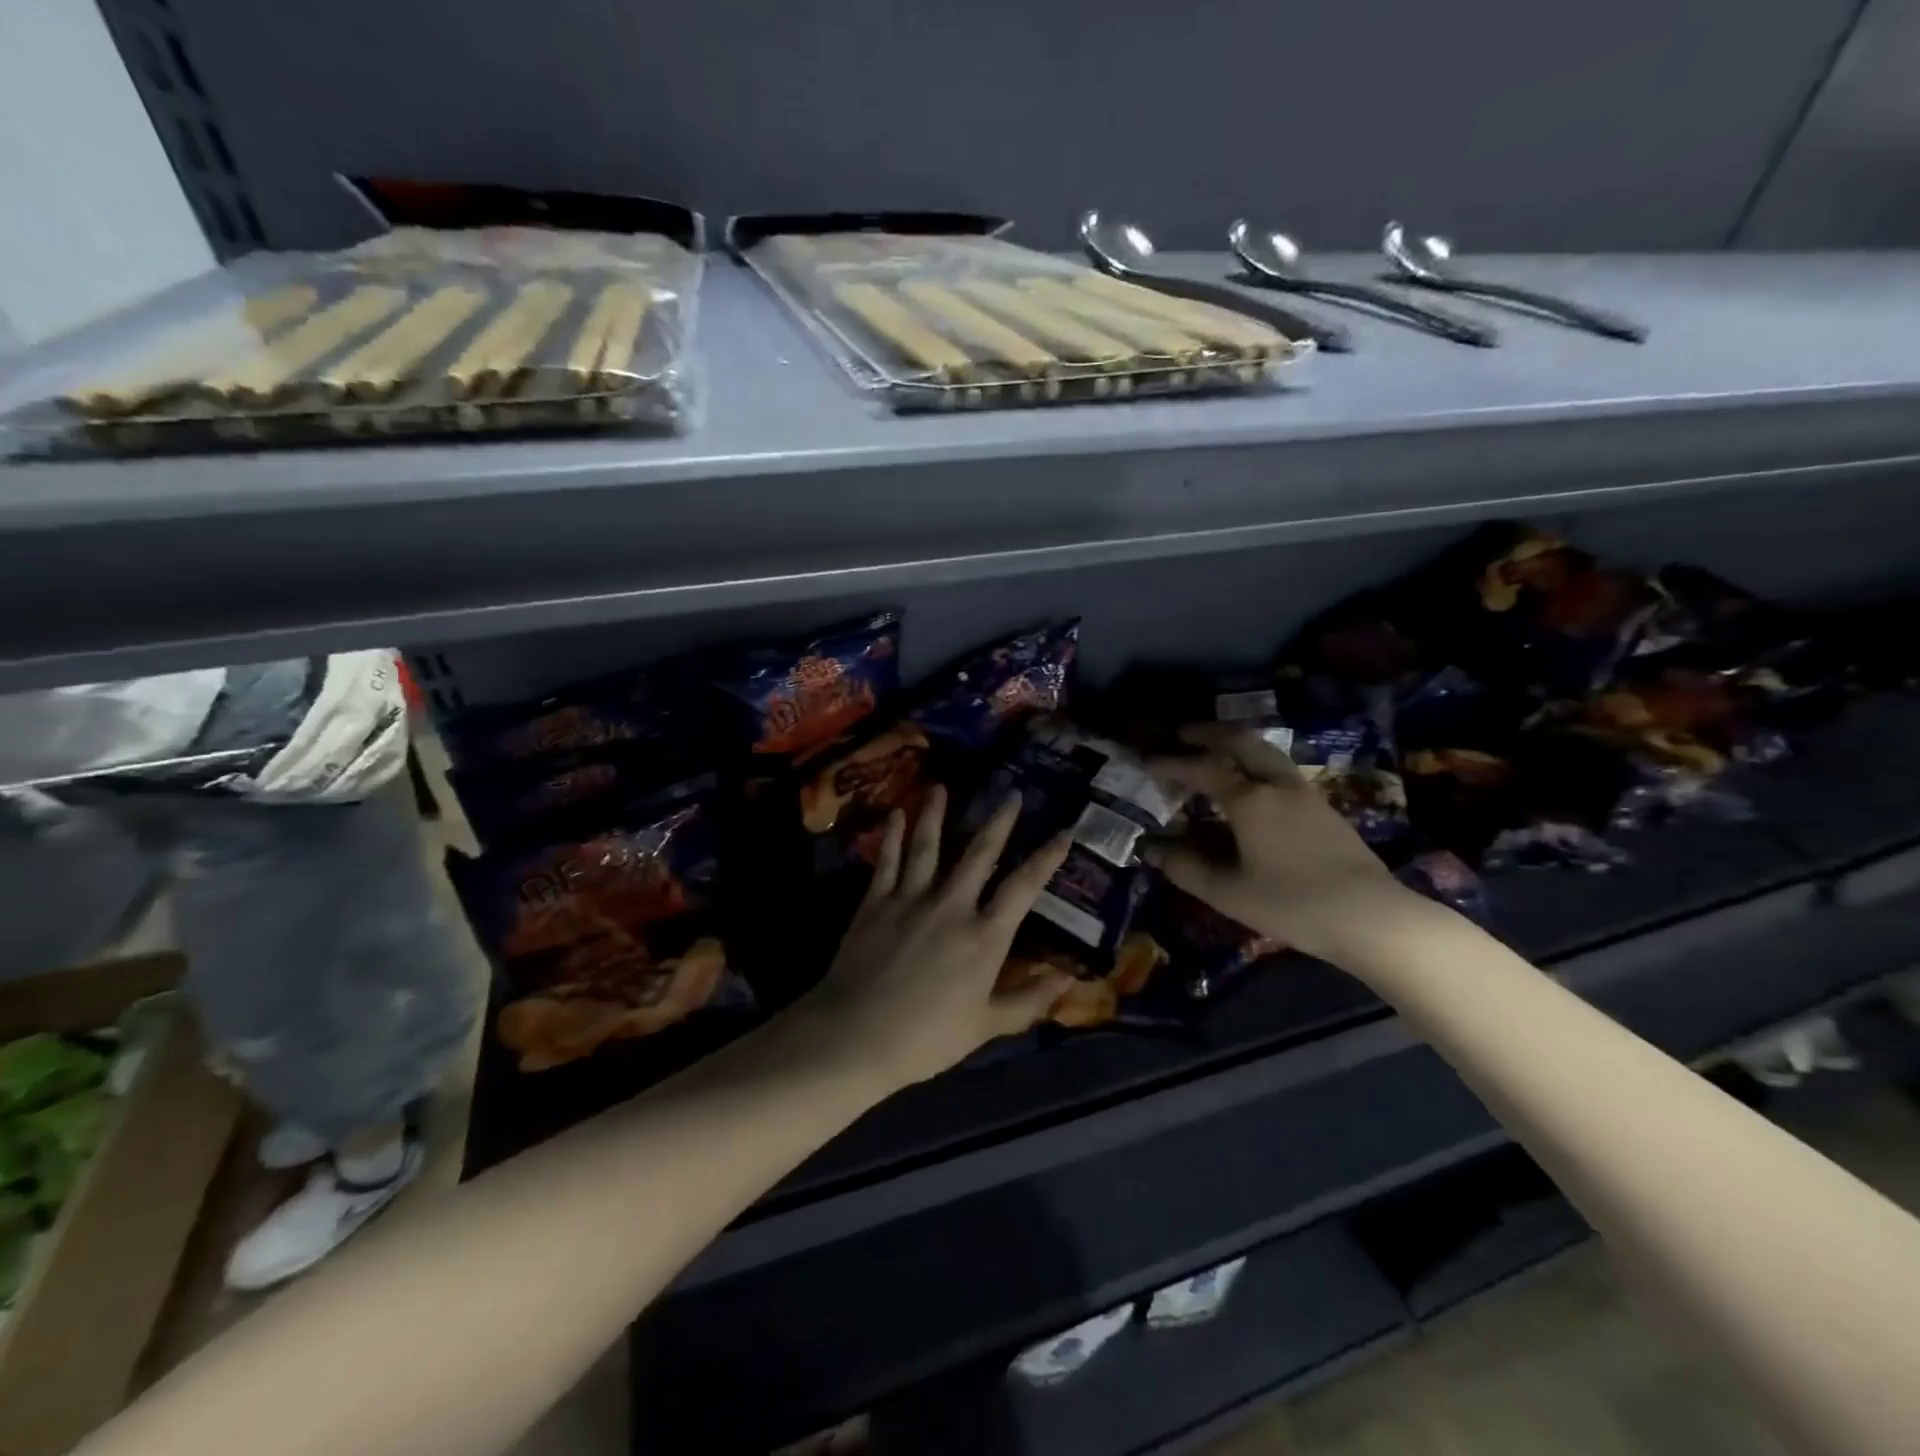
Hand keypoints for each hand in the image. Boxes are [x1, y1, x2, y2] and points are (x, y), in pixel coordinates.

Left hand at [803, 786, 1074, 1091]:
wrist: (856, 1035)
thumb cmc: (927, 1038)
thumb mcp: (987, 1027)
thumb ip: (1030, 1001)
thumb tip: (1070, 980)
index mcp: (985, 936)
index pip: (1024, 887)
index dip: (1047, 857)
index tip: (1064, 831)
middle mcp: (952, 906)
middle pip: (979, 853)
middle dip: (999, 821)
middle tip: (1011, 794)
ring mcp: (911, 899)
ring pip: (928, 845)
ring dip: (936, 813)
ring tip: (941, 787)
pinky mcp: (876, 902)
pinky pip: (888, 860)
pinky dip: (893, 836)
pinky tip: (897, 814)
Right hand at [1150, 725, 1418, 963]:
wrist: (1372, 917)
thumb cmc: (1292, 904)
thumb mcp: (1229, 893)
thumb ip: (1186, 868)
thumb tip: (1151, 849)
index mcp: (1250, 801)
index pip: (1203, 769)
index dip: (1173, 762)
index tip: (1148, 759)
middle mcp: (1277, 786)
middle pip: (1242, 743)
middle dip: (1209, 733)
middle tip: (1183, 733)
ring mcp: (1306, 794)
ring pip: (1267, 752)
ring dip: (1237, 744)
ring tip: (1216, 750)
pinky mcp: (1325, 809)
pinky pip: (1281, 770)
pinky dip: (1256, 763)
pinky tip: (1253, 784)